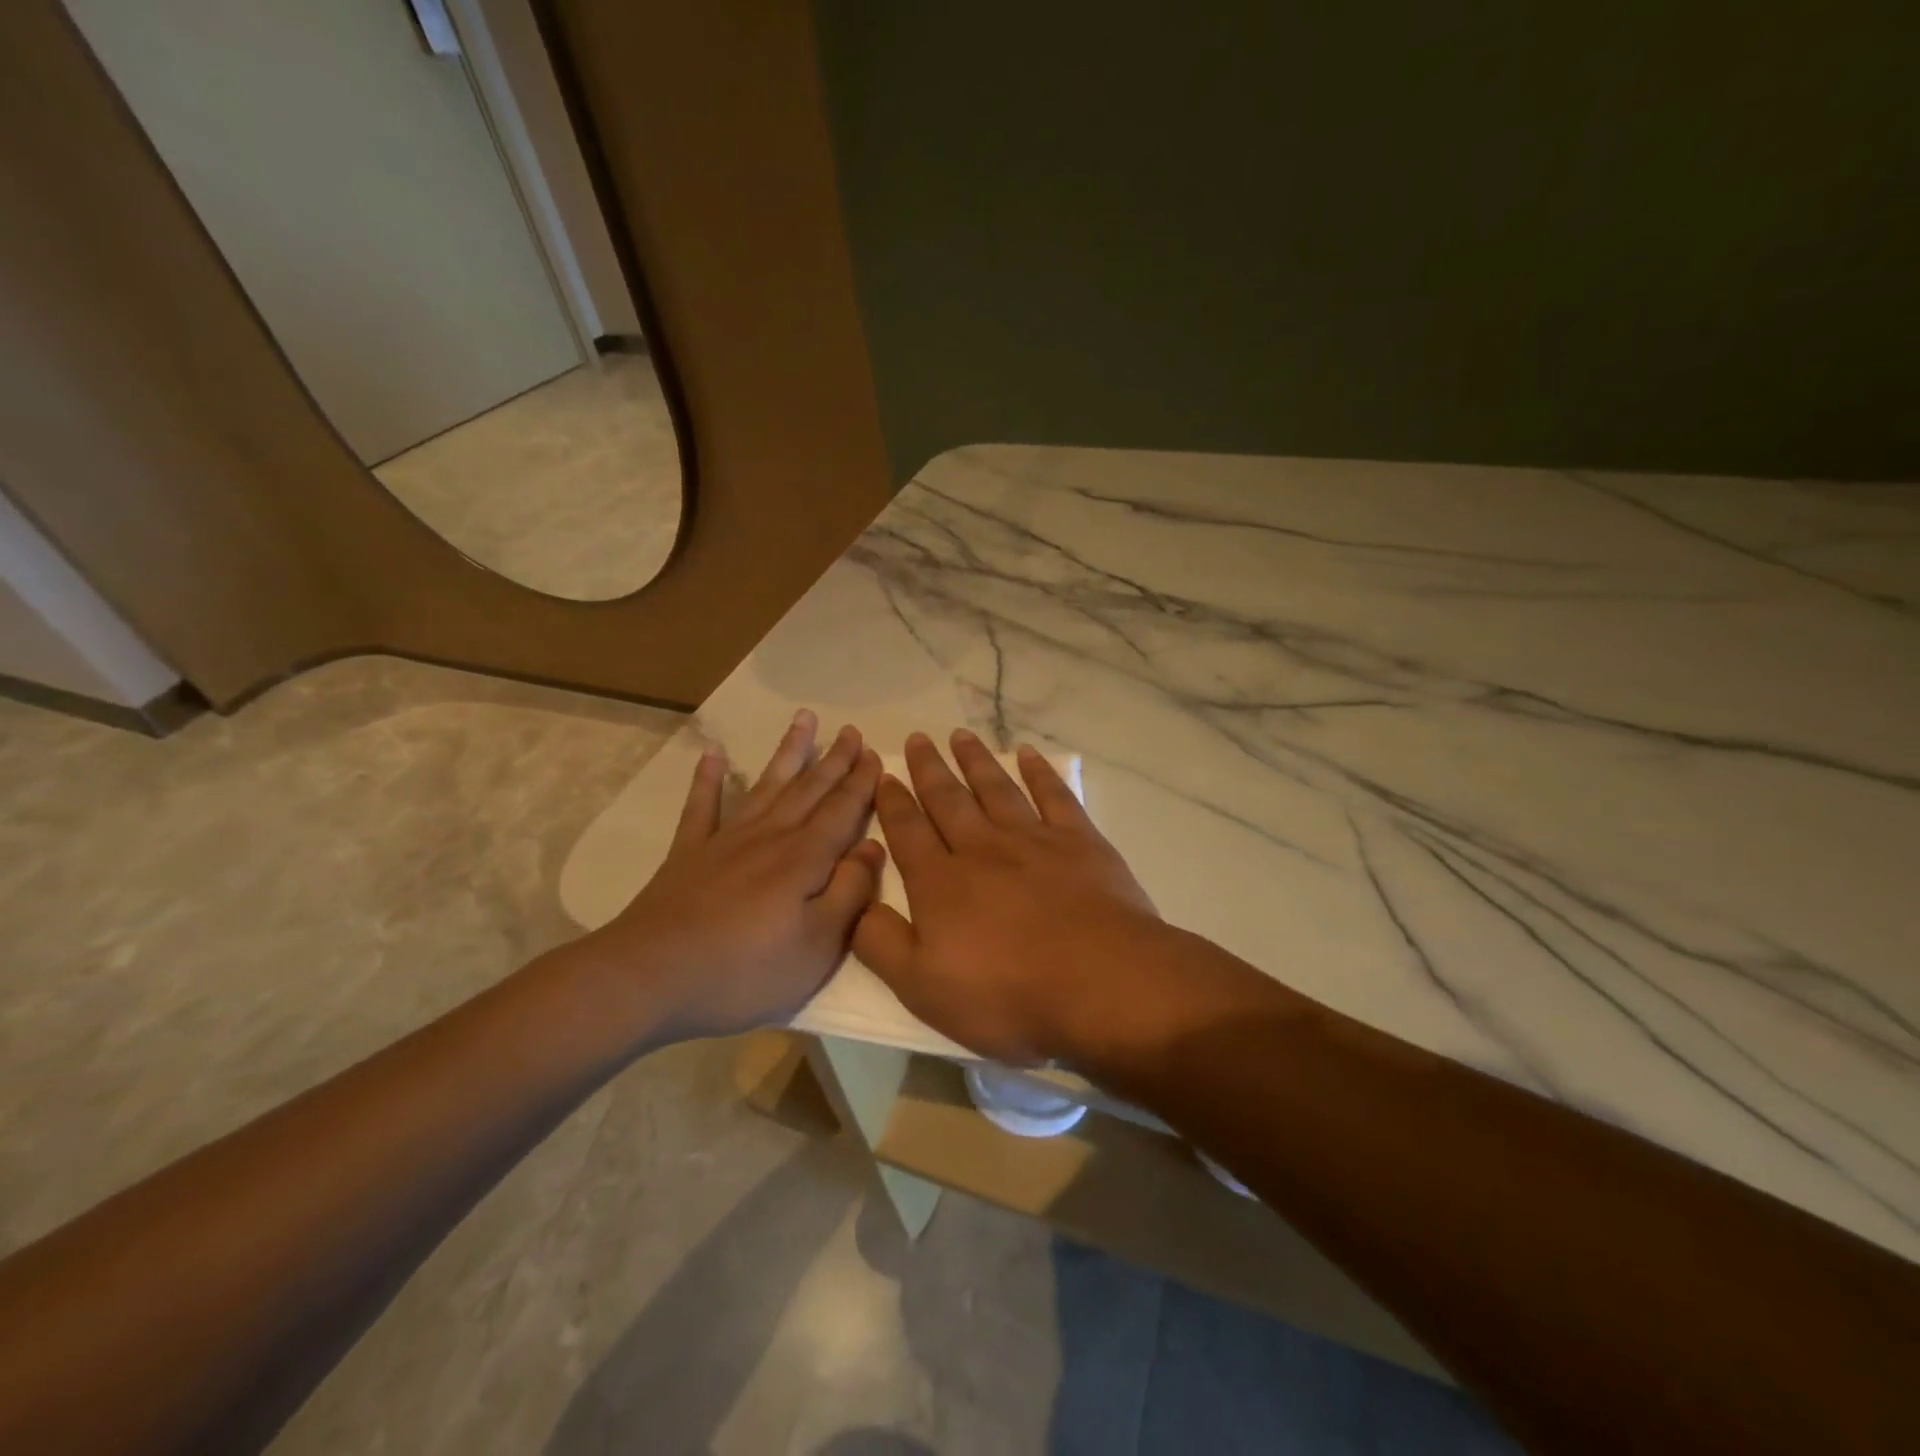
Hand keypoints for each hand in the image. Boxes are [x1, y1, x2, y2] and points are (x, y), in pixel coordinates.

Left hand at [576, 711, 885, 1042]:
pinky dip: (708, 778)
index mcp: (804, 859)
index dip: (860, 782)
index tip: (874, 753)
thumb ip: (850, 892)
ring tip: (803, 719)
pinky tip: (713, 754)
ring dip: (787, 752)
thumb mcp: (817, 945)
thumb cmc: (745, 970)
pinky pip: (702, 806)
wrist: (651, 977)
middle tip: (851, 730)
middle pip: (809, 790)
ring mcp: (725, 840)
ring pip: (766, 785)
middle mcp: (769, 837)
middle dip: (834, 760)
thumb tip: (873, 846)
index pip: (841, 811)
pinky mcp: (689, 853)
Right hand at [852, 729, 1169, 1064]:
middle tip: (917, 738)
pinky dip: (1039, 772)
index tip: (884, 774)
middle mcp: (981, 848)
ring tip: (960, 735)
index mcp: (941, 883)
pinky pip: (1054, 795)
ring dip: (975, 761)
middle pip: (948, 800)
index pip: (908, 832)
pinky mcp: (1079, 841)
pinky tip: (1028, 754)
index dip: (893, 802)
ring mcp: (1033, 840)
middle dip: (929, 769)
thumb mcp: (922, 987)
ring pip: (995, 789)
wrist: (1101, 982)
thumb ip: (880, 942)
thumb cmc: (1007, 994)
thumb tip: (852, 902)